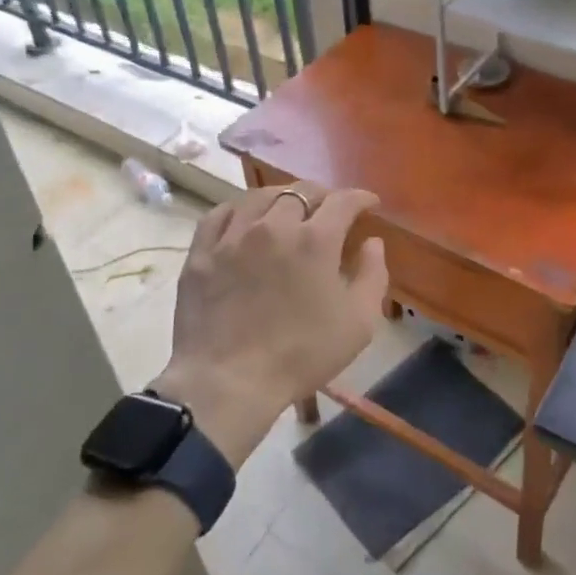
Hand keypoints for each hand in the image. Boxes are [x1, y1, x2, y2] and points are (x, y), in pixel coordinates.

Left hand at [153, 182, 387, 465]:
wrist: (229, 382)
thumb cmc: (302, 355)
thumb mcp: (358, 323)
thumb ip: (373, 275)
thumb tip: (372, 242)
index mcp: (315, 240)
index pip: (343, 201)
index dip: (360, 198)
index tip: (369, 203)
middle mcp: (274, 225)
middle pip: (301, 192)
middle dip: (322, 196)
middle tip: (329, 211)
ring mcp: (233, 236)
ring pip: (260, 196)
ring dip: (282, 197)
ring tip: (288, 208)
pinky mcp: (202, 252)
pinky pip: (220, 214)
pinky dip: (239, 209)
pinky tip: (245, 219)